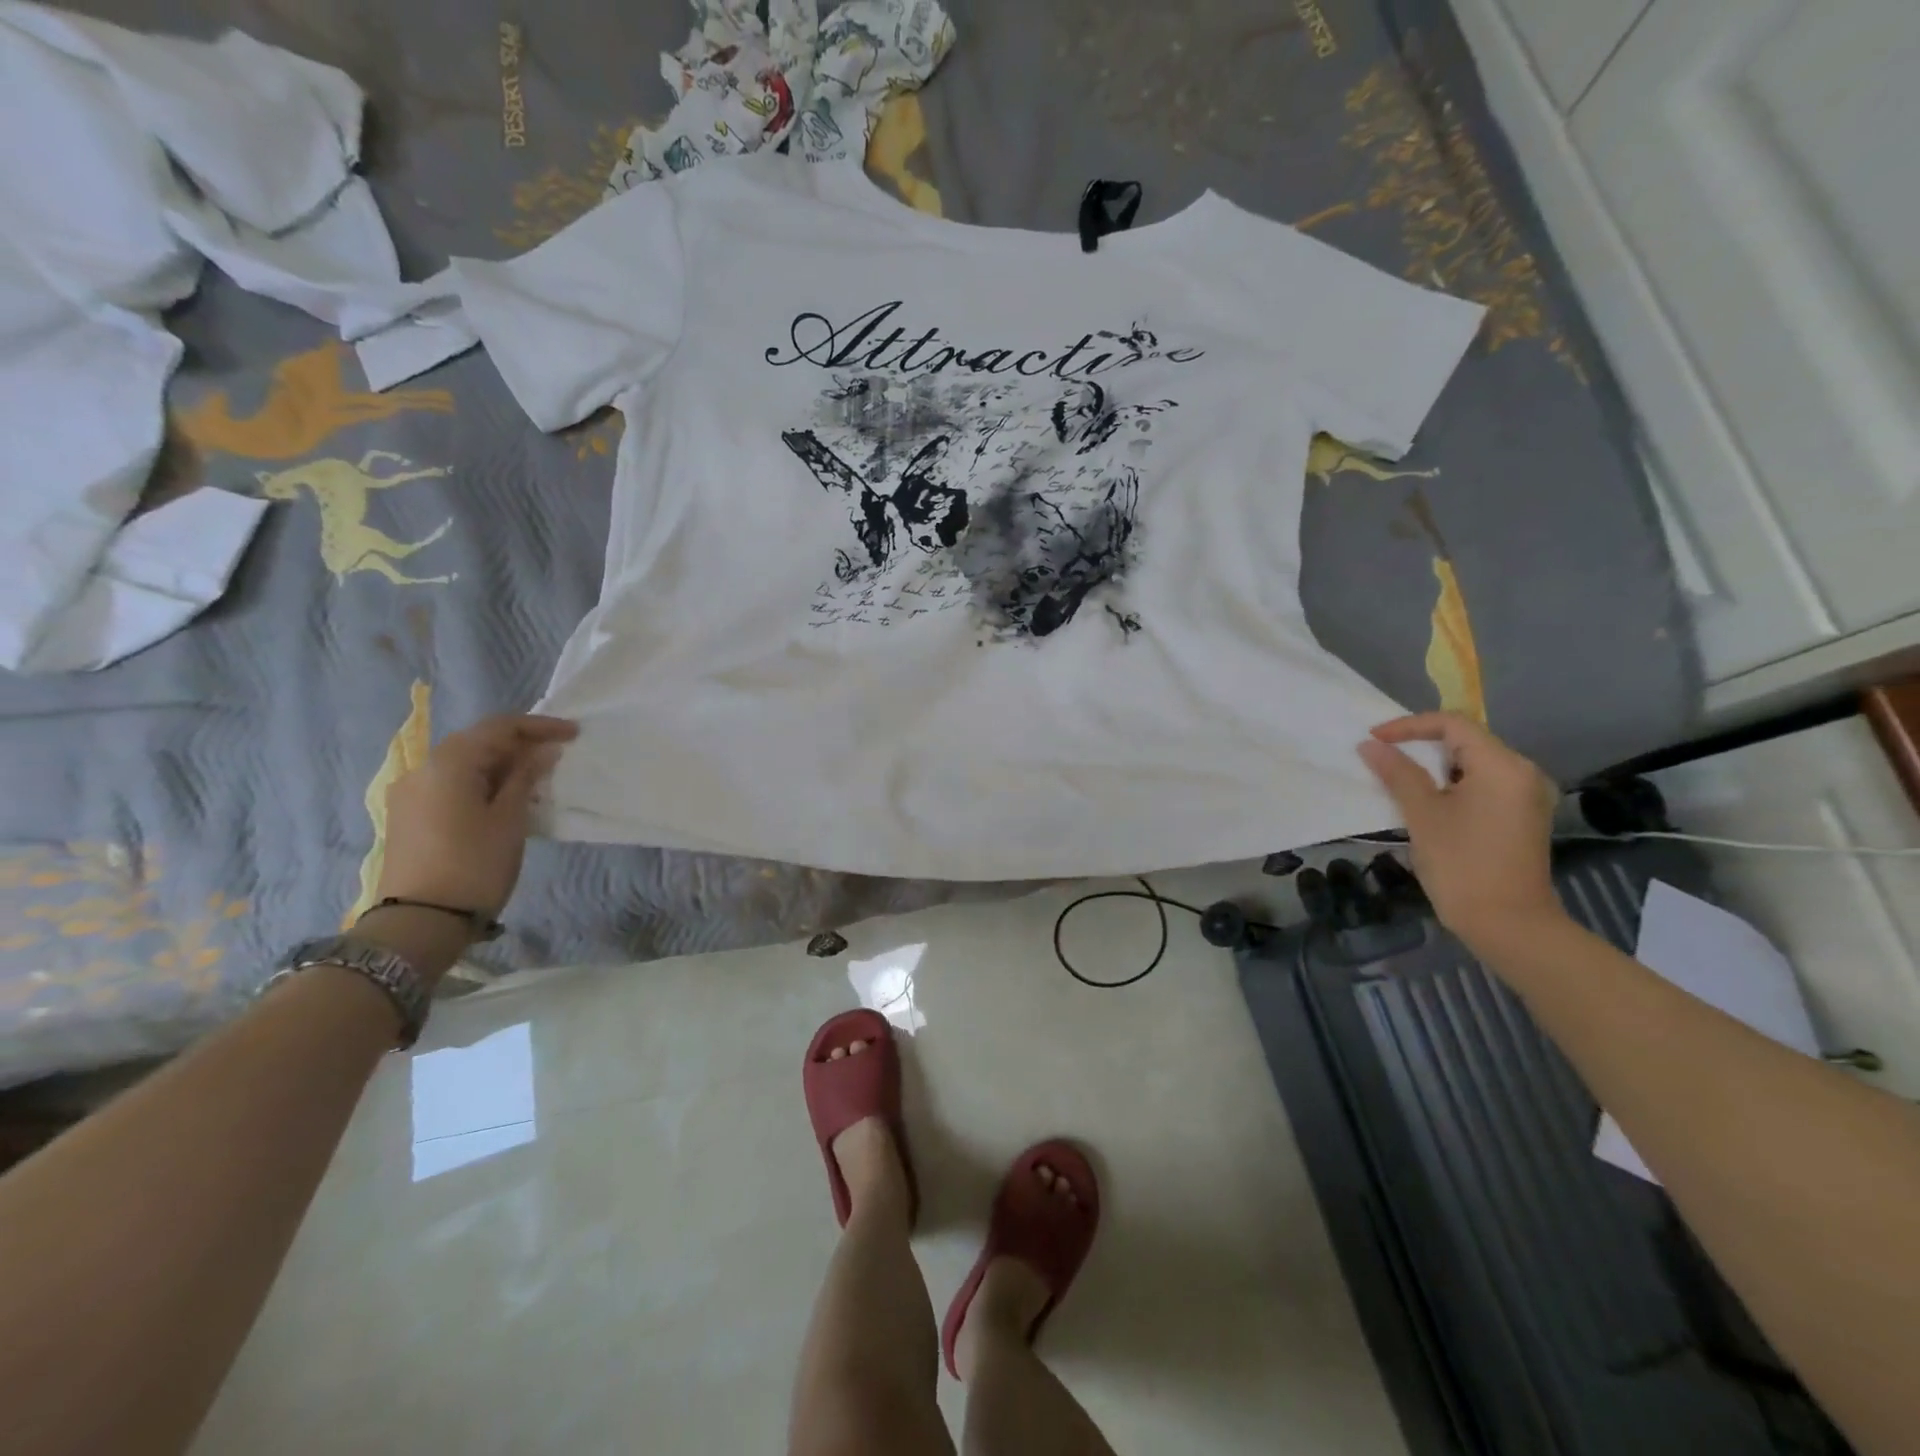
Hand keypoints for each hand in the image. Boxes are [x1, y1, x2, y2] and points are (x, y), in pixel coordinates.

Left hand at [375, 713, 577, 918]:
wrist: (419, 922)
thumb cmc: (475, 864)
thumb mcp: (510, 818)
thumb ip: (526, 777)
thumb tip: (543, 751)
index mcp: (449, 763)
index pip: (499, 727)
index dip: (540, 726)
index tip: (574, 733)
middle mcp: (422, 769)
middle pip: (478, 742)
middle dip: (520, 744)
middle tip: (558, 754)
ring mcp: (410, 793)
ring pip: (464, 764)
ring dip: (501, 765)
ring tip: (537, 778)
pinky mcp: (409, 816)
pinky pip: (452, 784)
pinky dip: (482, 782)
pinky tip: (505, 798)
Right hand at [1357, 712, 1563, 947]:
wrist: (1508, 924)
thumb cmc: (1462, 864)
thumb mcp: (1422, 814)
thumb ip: (1397, 773)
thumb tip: (1370, 745)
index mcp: (1503, 766)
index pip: (1452, 724)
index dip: (1408, 726)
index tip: (1373, 740)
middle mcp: (1523, 773)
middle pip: (1467, 740)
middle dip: (1421, 745)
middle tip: (1382, 757)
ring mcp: (1527, 796)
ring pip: (1474, 763)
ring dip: (1434, 766)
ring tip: (1398, 777)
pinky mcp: (1523, 816)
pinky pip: (1484, 784)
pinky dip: (1452, 784)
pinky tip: (1428, 800)